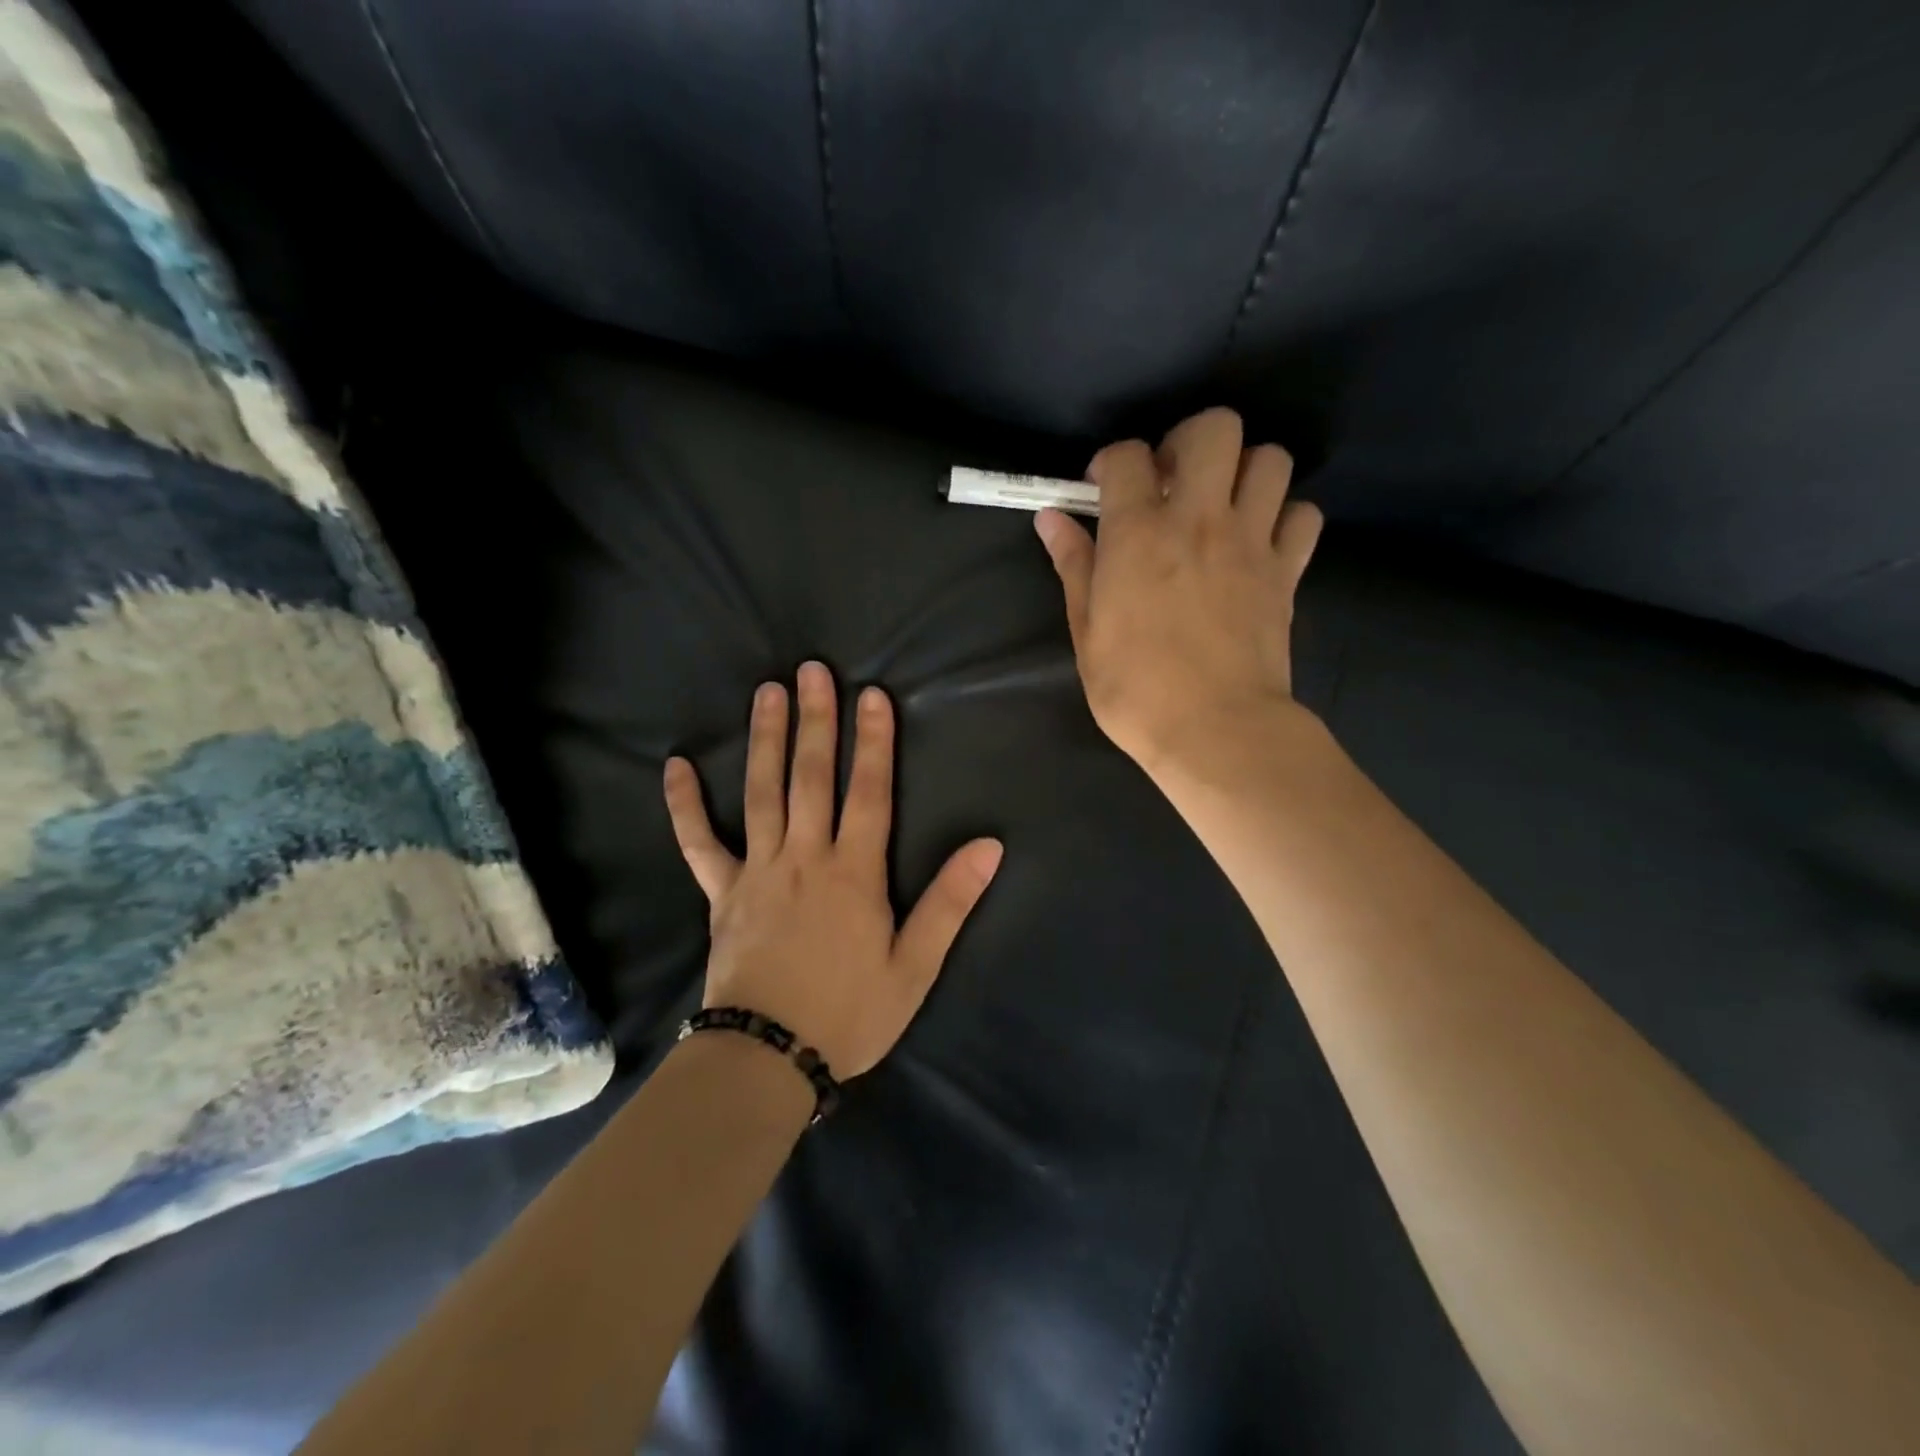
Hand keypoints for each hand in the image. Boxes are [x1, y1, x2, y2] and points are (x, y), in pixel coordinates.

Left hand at [663, 662, 1002, 1077]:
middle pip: (812, 777)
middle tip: (813, 671)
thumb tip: (989, 846)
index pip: (870, 792)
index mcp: (854, 873)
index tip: (873, 695)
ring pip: (761, 793)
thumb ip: (950, 902)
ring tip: (768, 693)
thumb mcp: (916, 967)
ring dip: (766, 740)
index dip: (874, 742)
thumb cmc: (849, 1013)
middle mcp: (805, 857)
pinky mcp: (720, 891)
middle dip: (817, 721)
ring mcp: (757, 870)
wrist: (768, 1057)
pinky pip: (698, 841)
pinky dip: (685, 804)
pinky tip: (674, 766)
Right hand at [1034, 407, 1322, 777]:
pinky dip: (1285, 517)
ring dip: (1243, 471)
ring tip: (1221, 506)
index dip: (1112, 461)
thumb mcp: (1087, 632)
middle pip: (1215, 428)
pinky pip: (1304, 515)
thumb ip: (1074, 566)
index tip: (1104, 488)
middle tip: (1173, 480)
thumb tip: (1051, 519)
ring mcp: (1252, 542)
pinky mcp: (1288, 571)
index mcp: (1139, 534)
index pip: (1127, 455)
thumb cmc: (1136, 689)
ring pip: (1270, 459)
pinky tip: (1261, 542)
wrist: (1215, 730)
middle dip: (1189, 441)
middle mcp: (1200, 520)